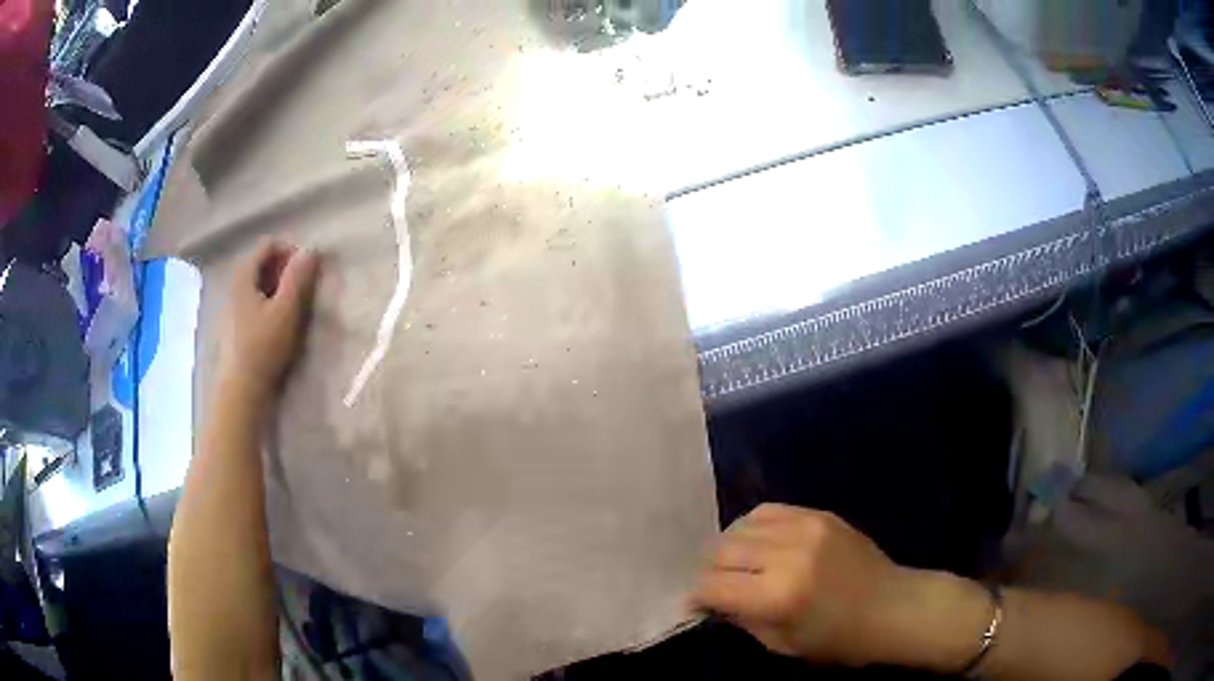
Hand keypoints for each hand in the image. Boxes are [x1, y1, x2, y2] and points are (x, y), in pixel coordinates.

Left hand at [218, 238, 320, 401]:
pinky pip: (252, 301)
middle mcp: (233, 285)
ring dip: (277, 287)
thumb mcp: (286, 310)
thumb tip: (311, 250)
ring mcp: (230, 306)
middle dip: (284, 269)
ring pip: (257, 283)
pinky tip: (277, 324)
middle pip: (261, 263)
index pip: (268, 245)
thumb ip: (298, 277)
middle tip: (302, 289)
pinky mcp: (233, 326)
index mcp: (243, 276)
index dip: (290, 251)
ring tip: (292, 308)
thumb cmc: (264, 347)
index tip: (306, 271)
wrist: (242, 390)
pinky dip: (267, 302)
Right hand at [691, 504, 920, 666]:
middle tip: (719, 586)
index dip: (697, 596)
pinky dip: (753, 527)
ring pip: (739, 525)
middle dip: (710, 571)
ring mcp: (805, 527)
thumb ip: (741, 619)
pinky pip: (768, 510)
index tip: (697, 605)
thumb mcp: (781, 644)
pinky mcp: (818, 514)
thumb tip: (710, 601)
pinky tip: (758, 542)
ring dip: (729, 547)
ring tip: (738, 564)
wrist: (892, 606)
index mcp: (777, 595)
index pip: (712, 585)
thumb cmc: (837, 639)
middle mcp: (787, 554)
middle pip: (720, 549)